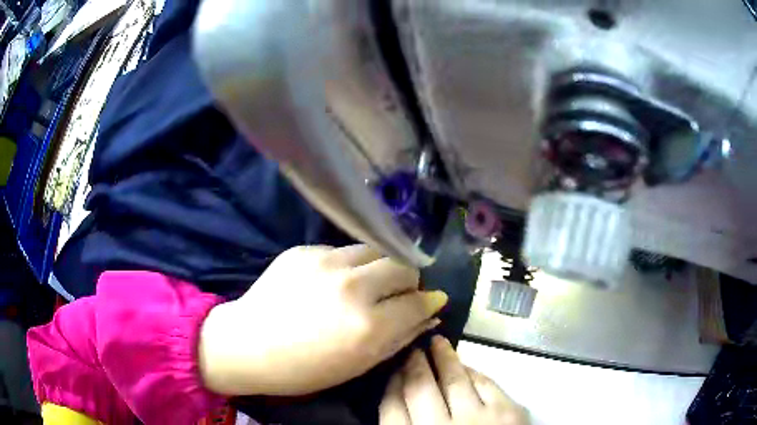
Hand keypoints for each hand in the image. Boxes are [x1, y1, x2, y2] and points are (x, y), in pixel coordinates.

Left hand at [198, 245, 447, 395]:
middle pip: (403, 265)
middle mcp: (352, 286)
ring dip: (380, 267)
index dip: (430, 302)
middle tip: (397, 294)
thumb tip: (430, 314)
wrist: (248, 344)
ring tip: (367, 285)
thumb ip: (400, 337)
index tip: (431, 302)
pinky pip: (343, 250)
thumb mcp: (359, 364)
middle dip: (408, 281)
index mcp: (368, 325)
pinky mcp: (305, 249)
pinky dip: (349, 266)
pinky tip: (332, 282)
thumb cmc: (304, 368)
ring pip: (375, 250)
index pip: (419, 302)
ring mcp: (326, 262)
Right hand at [380, 336, 529, 424]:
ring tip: (437, 343)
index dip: (391, 385)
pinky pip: (486, 383)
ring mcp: (475, 419)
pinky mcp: (506, 412)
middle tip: (413, 349)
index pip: (392, 408)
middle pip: (419, 388)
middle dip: (413, 365)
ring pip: (453, 380)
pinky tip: (466, 365)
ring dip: (443, 357)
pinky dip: (474, 372)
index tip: (392, 370)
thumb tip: (395, 403)